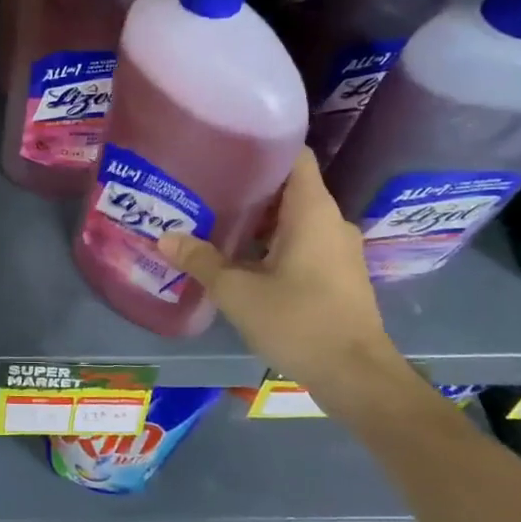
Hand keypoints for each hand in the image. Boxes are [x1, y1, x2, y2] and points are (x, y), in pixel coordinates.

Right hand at [158, 148, 400, 395]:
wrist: (356, 376)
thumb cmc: (298, 321)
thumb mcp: (238, 292)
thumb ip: (201, 260)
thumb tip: (164, 237)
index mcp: (312, 211)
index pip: (295, 156)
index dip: (264, 145)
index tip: (227, 147)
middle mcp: (331, 222)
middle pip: (290, 187)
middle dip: (250, 186)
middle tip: (208, 186)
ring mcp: (339, 250)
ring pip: (295, 218)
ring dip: (261, 219)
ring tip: (217, 220)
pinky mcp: (339, 275)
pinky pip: (303, 243)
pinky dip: (274, 242)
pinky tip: (242, 257)